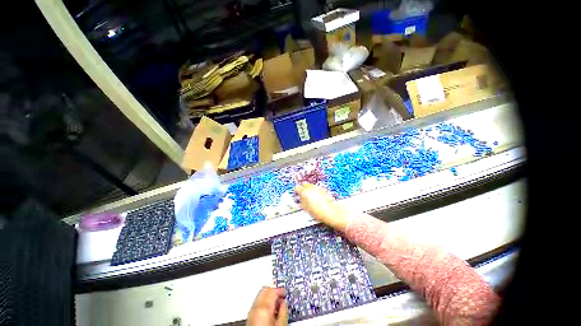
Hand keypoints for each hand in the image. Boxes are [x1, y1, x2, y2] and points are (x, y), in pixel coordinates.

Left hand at [247, 287, 286, 325]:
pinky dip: (264, 302)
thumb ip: (283, 311)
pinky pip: (257, 303)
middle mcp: (255, 307)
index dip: (280, 289)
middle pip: (265, 290)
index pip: (272, 290)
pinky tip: (270, 309)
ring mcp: (251, 312)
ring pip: (261, 295)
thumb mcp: (281, 325)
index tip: (285, 293)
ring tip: (277, 303)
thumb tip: (284, 302)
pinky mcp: (249, 316)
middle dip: (274, 291)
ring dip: (269, 296)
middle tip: (281, 296)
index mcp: (264, 308)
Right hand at [295, 183, 349, 231]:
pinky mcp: (323, 189)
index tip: (297, 193)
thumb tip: (299, 201)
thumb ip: (302, 202)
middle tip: (303, 194)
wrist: (330, 211)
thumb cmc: (318, 211)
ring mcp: (317, 188)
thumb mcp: (306, 209)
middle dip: (303, 188)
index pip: (297, 188)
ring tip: (311, 196)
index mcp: (304, 192)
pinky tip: (317, 196)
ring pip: (311, 185)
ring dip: (310, 189)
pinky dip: (316, 190)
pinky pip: (317, 188)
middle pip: (304, 184)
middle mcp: (311, 188)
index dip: (297, 190)